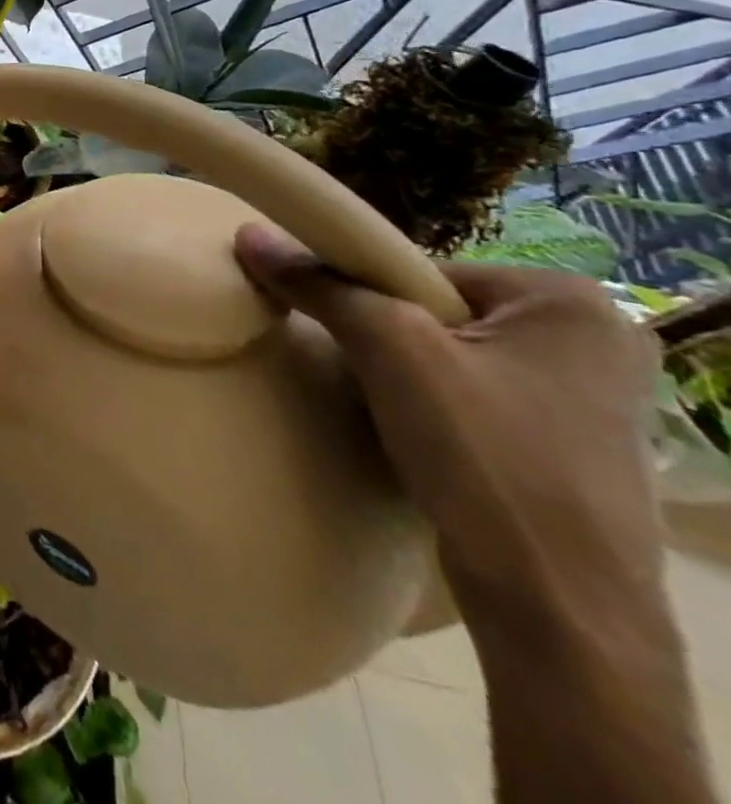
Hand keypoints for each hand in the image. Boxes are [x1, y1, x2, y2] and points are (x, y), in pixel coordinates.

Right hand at [233, 226, 665, 633]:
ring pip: (451, 355)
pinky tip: (415, 433)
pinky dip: (432, 405)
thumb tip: (248, 233)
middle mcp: (592, 339)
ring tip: (379, 402)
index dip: (360, 294)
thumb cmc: (485, 455)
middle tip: (353, 367)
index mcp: (568, 300)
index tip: (329, 327)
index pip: (419, 270)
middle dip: (384, 335)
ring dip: (404, 372)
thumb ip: (320, 285)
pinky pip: (473, 395)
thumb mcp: (390, 351)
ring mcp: (590, 398)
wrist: (558, 607)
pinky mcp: (571, 446)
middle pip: (435, 310)